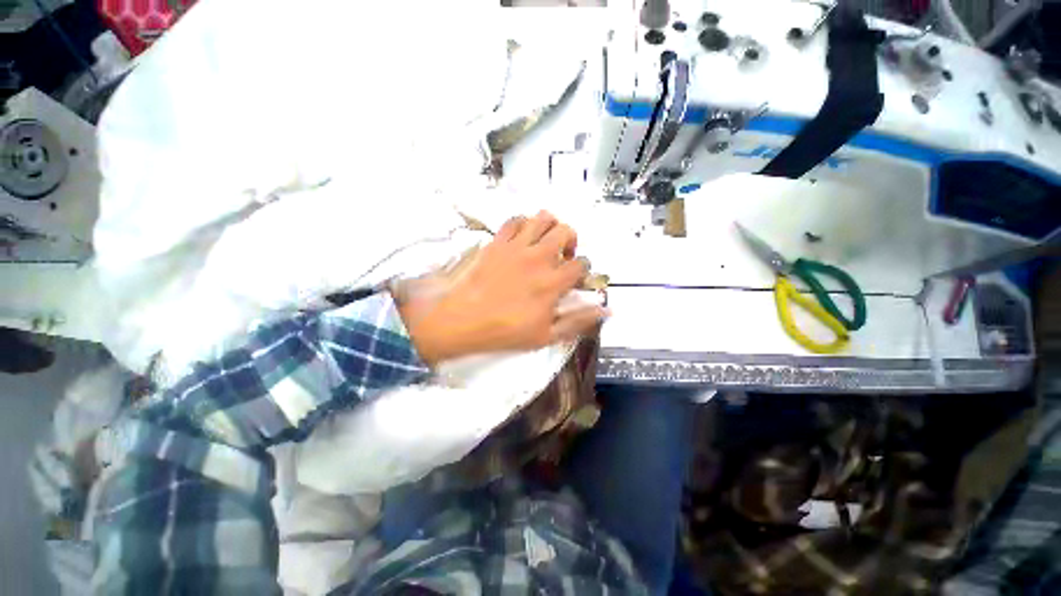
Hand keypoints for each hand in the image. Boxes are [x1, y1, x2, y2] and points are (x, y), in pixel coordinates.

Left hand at [396, 211, 607, 364]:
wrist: (463, 320)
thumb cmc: (506, 331)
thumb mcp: (546, 335)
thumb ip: (578, 321)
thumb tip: (607, 310)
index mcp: (553, 282)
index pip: (581, 263)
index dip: (582, 269)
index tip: (574, 277)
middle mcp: (539, 257)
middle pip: (566, 231)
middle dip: (571, 241)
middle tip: (562, 256)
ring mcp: (517, 246)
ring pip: (543, 218)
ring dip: (550, 227)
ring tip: (544, 242)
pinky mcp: (498, 241)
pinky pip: (515, 220)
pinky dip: (523, 224)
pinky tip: (522, 238)